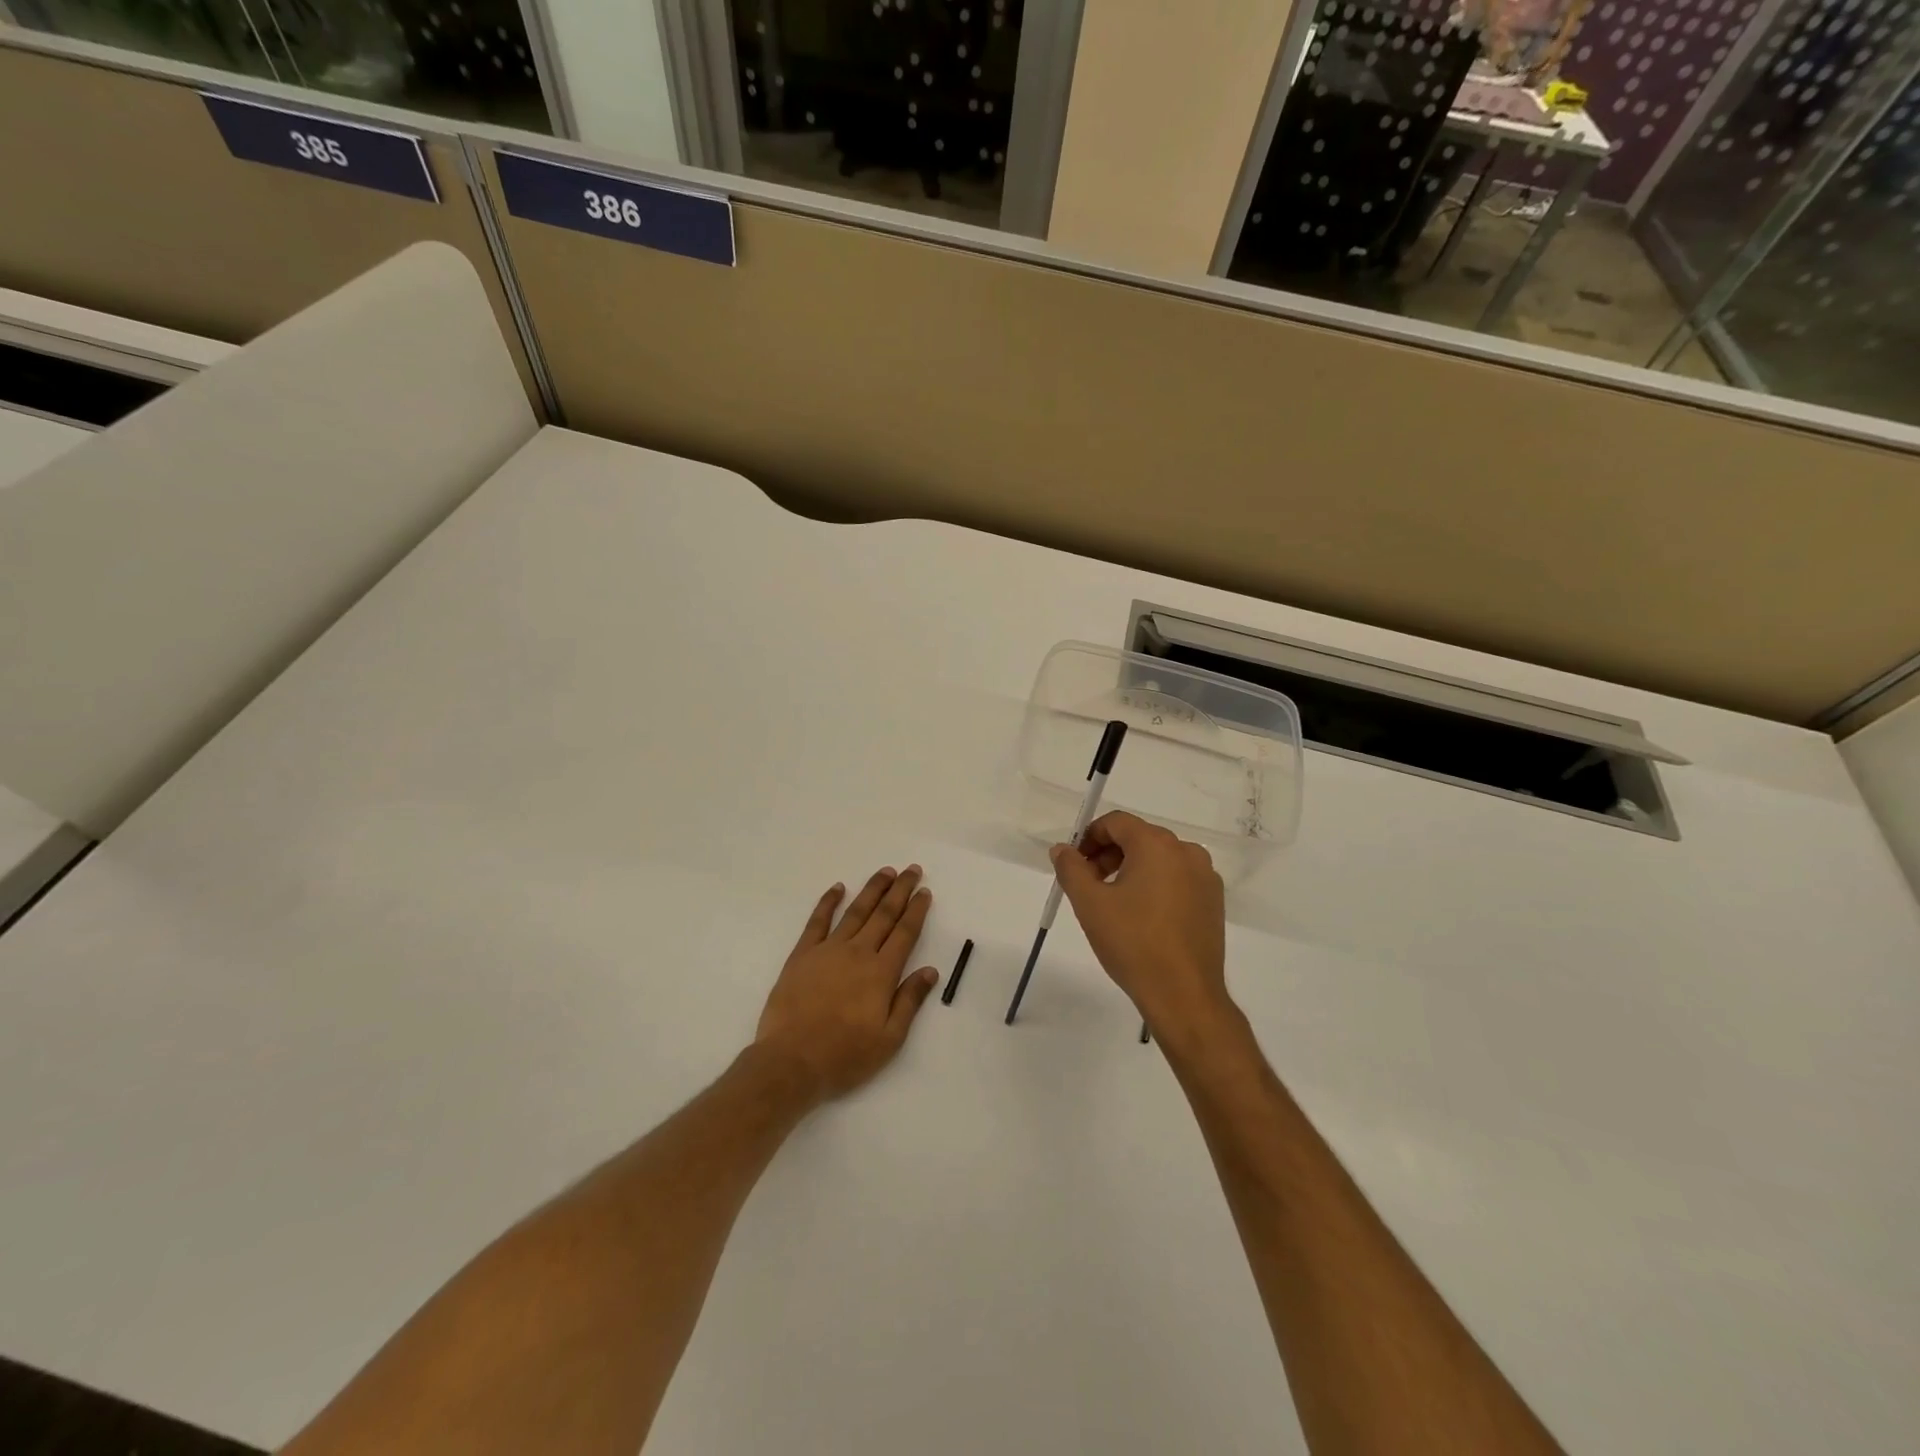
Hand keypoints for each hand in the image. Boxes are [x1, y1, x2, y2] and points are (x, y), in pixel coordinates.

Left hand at [755, 865, 939, 1102]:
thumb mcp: (889, 1039)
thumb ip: (910, 1001)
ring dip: (872, 889)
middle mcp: (858, 953)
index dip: (916, 910)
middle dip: (900, 890)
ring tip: (885, 871)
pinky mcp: (802, 955)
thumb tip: (930, 970)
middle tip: (911, 870)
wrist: (791, 1061)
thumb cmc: (844, 1056)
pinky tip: (837, 887)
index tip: (925, 892)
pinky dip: (828, 902)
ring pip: (855, 911)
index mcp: (881, 973)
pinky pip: (817, 921)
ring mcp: (828, 950)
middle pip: (883, 914)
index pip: (904, 933)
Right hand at [1049, 812, 1233, 1043]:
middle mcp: (1186, 852)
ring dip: (1131, 870)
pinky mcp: (1214, 902)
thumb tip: (1062, 849)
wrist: (1184, 995)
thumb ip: (1071, 868)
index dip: (1089, 837)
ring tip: (1113, 903)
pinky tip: (1142, 917)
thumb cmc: (1133, 943)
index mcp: (1157, 845)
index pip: (1117, 822)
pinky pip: (1178, 879)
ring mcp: (1205, 877)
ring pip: (1159, 859)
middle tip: (1088, 884)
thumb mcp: (1090, 904)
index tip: (1074, 863)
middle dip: (1108, 854)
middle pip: (1139, 838)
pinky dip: (1155, 886)